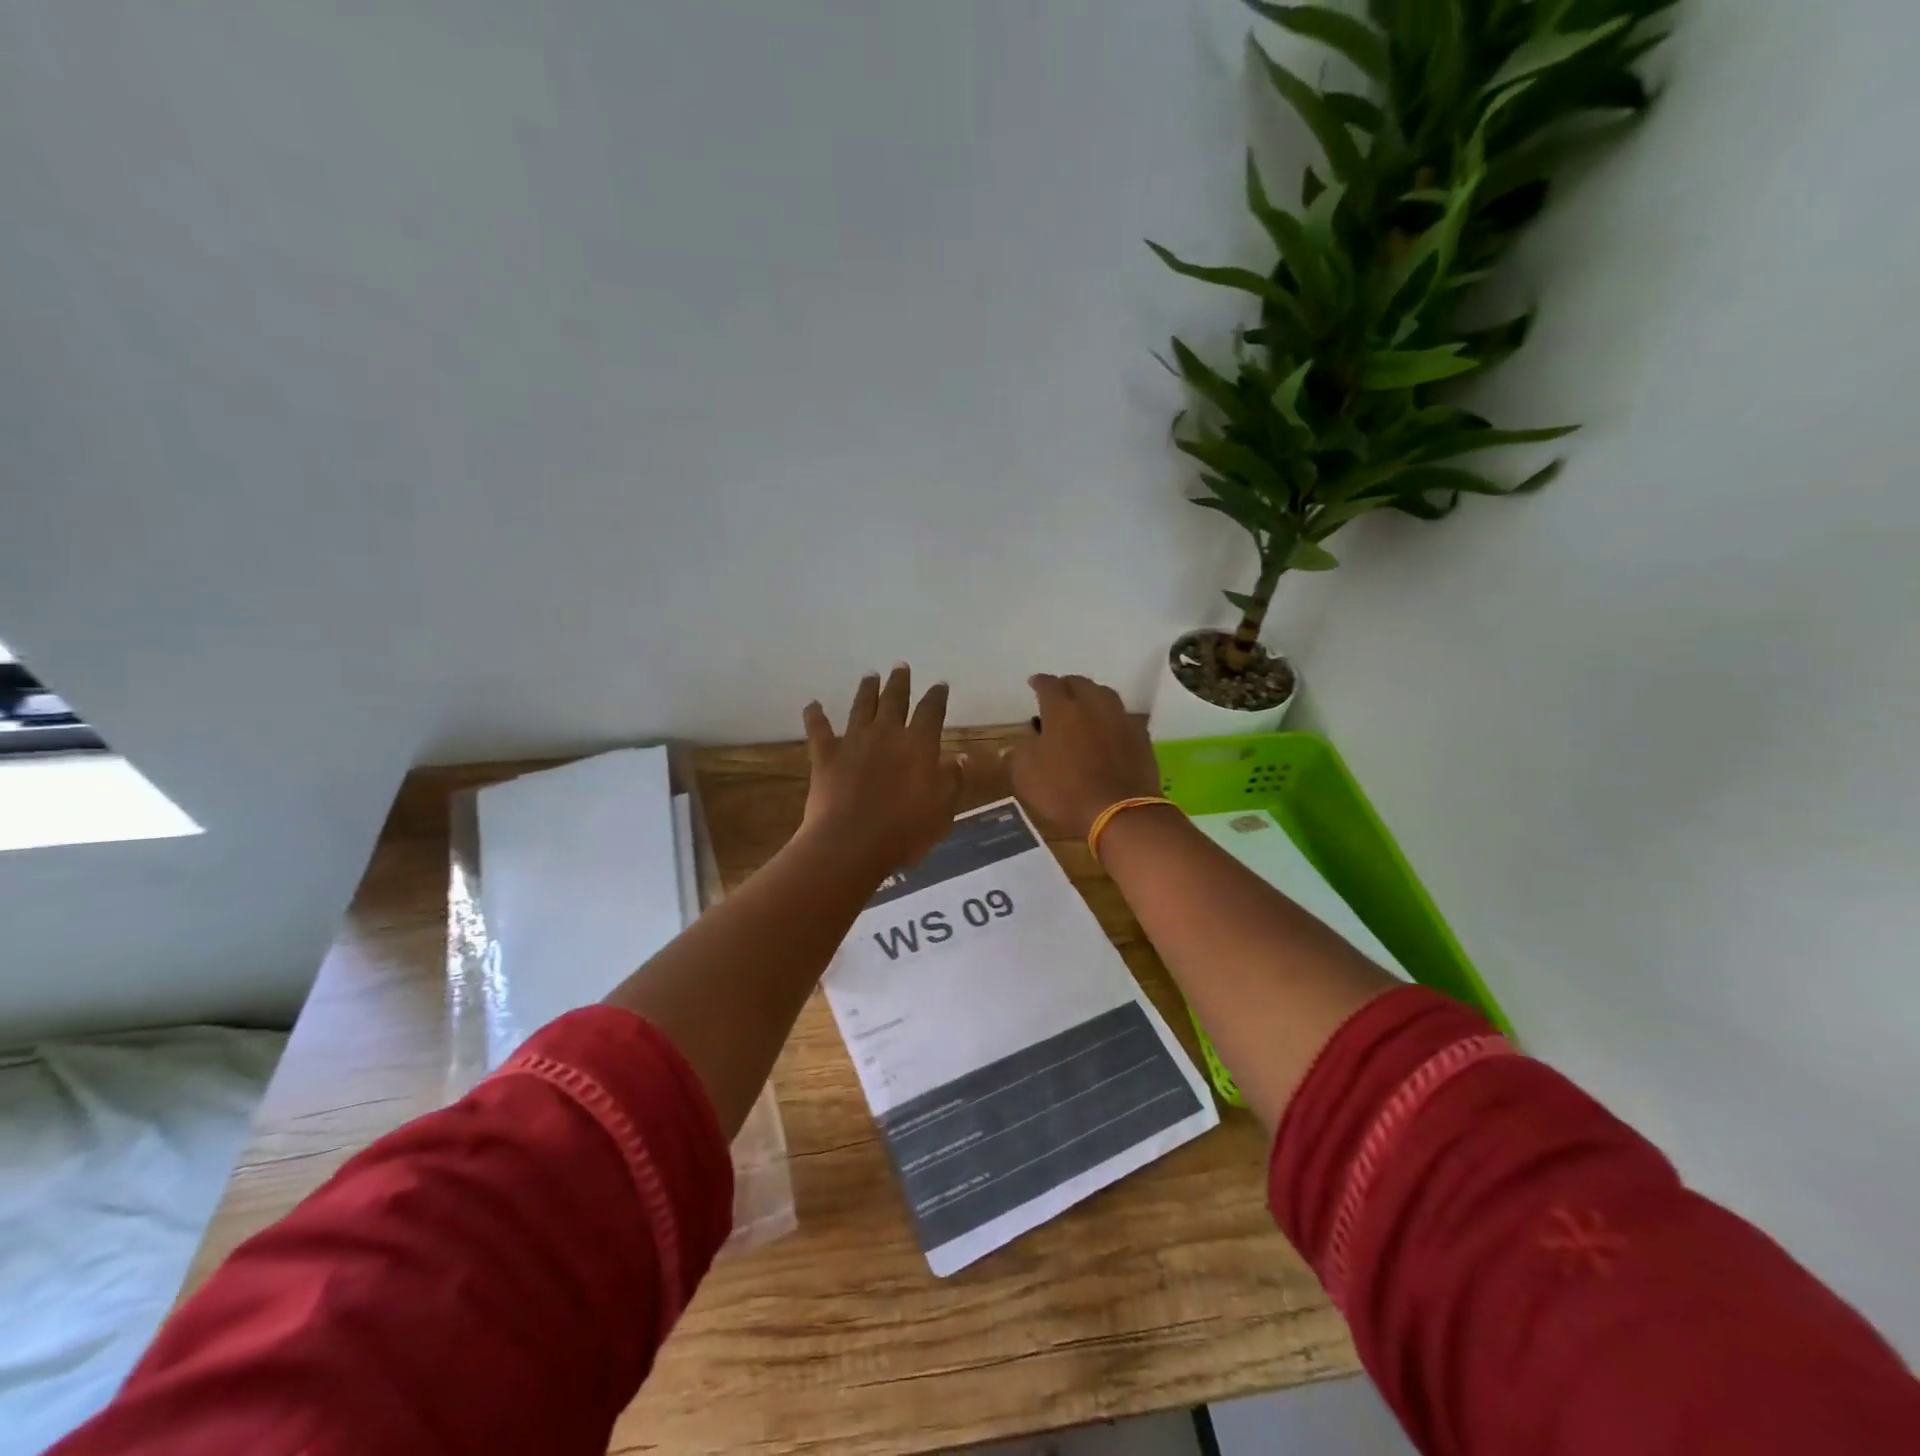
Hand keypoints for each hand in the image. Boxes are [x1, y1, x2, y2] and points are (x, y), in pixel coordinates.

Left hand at [799, 665, 964, 879]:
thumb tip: (960, 757)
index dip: (937, 696)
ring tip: (870, 675)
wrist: (851, 843)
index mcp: (919, 744)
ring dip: (867, 689)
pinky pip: (818, 729)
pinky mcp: (825, 755)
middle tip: (901, 666)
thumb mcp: (943, 810)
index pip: (931, 711)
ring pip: (861, 706)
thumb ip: (953, 781)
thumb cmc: (905, 831)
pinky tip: (812, 705)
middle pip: (894, 699)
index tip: (940, 685)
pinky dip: (815, 715)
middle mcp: (886, 733)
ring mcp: (853, 741)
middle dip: (899, 682)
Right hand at [1004, 674, 1160, 838]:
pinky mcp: (1140, 736)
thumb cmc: (1066, 791)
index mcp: (1062, 709)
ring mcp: (1120, 718)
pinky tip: (1106, 731)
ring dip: (1091, 698)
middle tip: (1058, 697)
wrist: (1120, 812)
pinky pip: (1121, 718)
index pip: (1048, 684)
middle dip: (1066, 686)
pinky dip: (1110, 719)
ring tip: (1083, 710)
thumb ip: (1018, 753)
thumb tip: (1019, 744)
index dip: (1039, 682)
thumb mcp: (1026, 776)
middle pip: (1079, 683)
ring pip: (1104, 696)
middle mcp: (1093, 704)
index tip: (1033, 683)